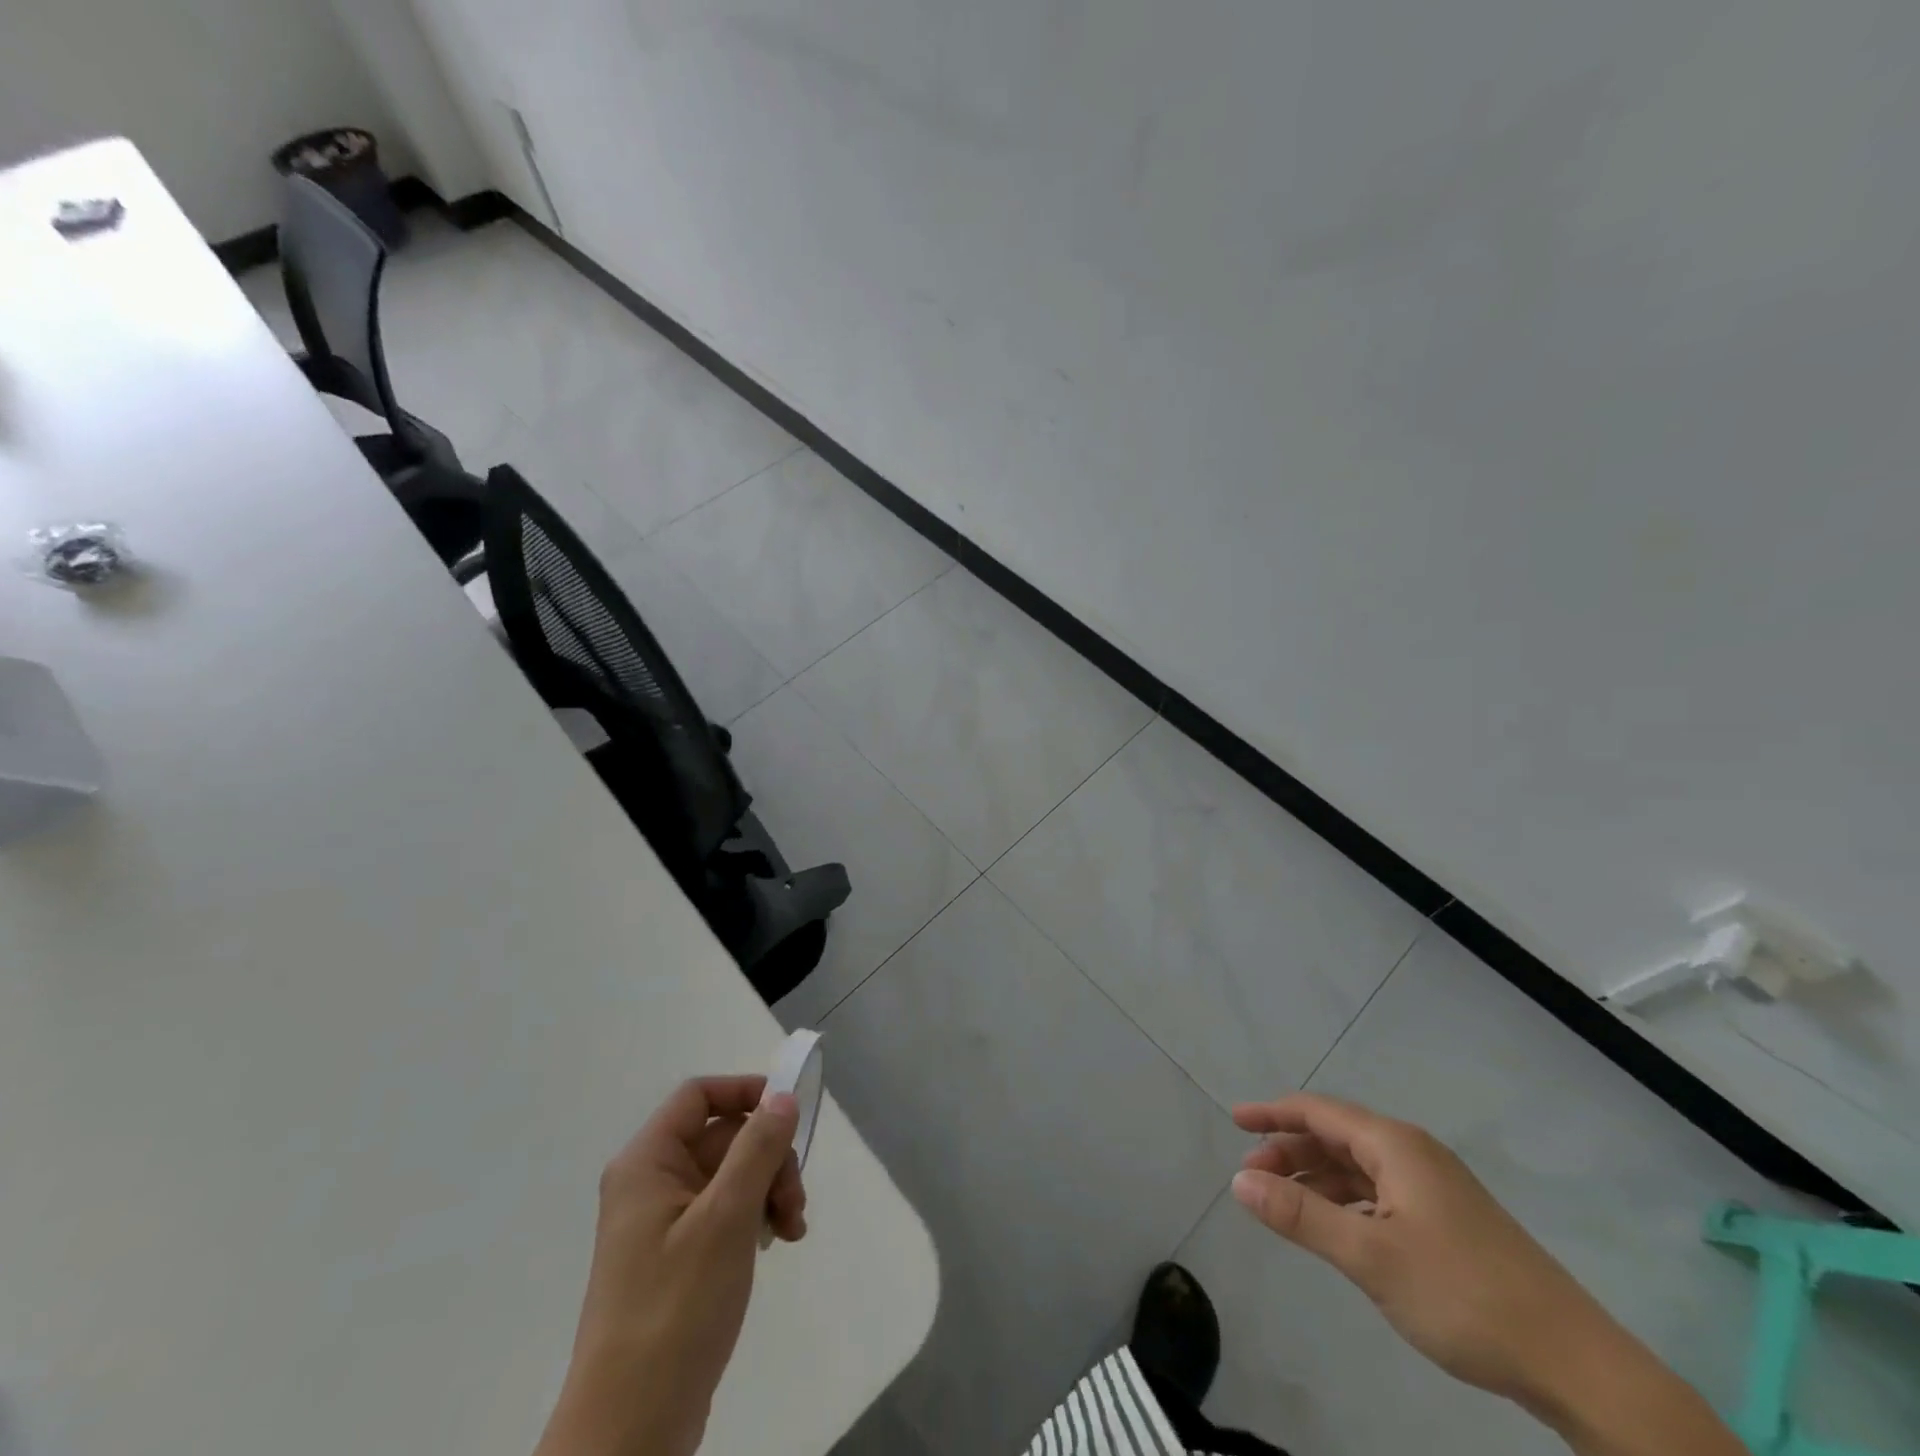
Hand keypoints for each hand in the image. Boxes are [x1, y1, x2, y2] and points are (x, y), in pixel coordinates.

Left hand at [537, 1076, 806, 1455]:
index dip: (746, 1092)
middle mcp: (651, 1183)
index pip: (699, 1096)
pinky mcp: (678, 1258)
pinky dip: (756, 1218)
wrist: (630, 1431)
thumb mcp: (726, 1219)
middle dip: (769, 1157)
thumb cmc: (675, 1309)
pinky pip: (725, 1212)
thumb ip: (758, 1148)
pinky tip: (778, 1243)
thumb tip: (783, 1095)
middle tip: (795, 1198)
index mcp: (647, 1163)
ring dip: (769, 1189)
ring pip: (731, 1175)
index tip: (790, 1113)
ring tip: (792, 1229)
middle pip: (723, 1136)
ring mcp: (663, 1223)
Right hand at [1229, 1095, 1742, 1455]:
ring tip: (1283, 1202)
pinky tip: (1336, 1227)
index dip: (1272, 1113)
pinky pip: (1381, 1192)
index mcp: (1395, 1145)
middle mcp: (1414, 1153)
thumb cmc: (1464, 1295)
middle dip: (1291, 1149)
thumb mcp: (1370, 1255)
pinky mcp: (1450, 1220)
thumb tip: (1239, 1179)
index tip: (1233, 1121)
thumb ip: (1299, 1214)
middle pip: (1336, 1135)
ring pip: (1359, 1166)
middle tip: (1252, 1175)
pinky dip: (1346, 1200)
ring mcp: (1436, 1187)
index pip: (1318, 1111)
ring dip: (1317, 1177)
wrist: (1577, 1364)